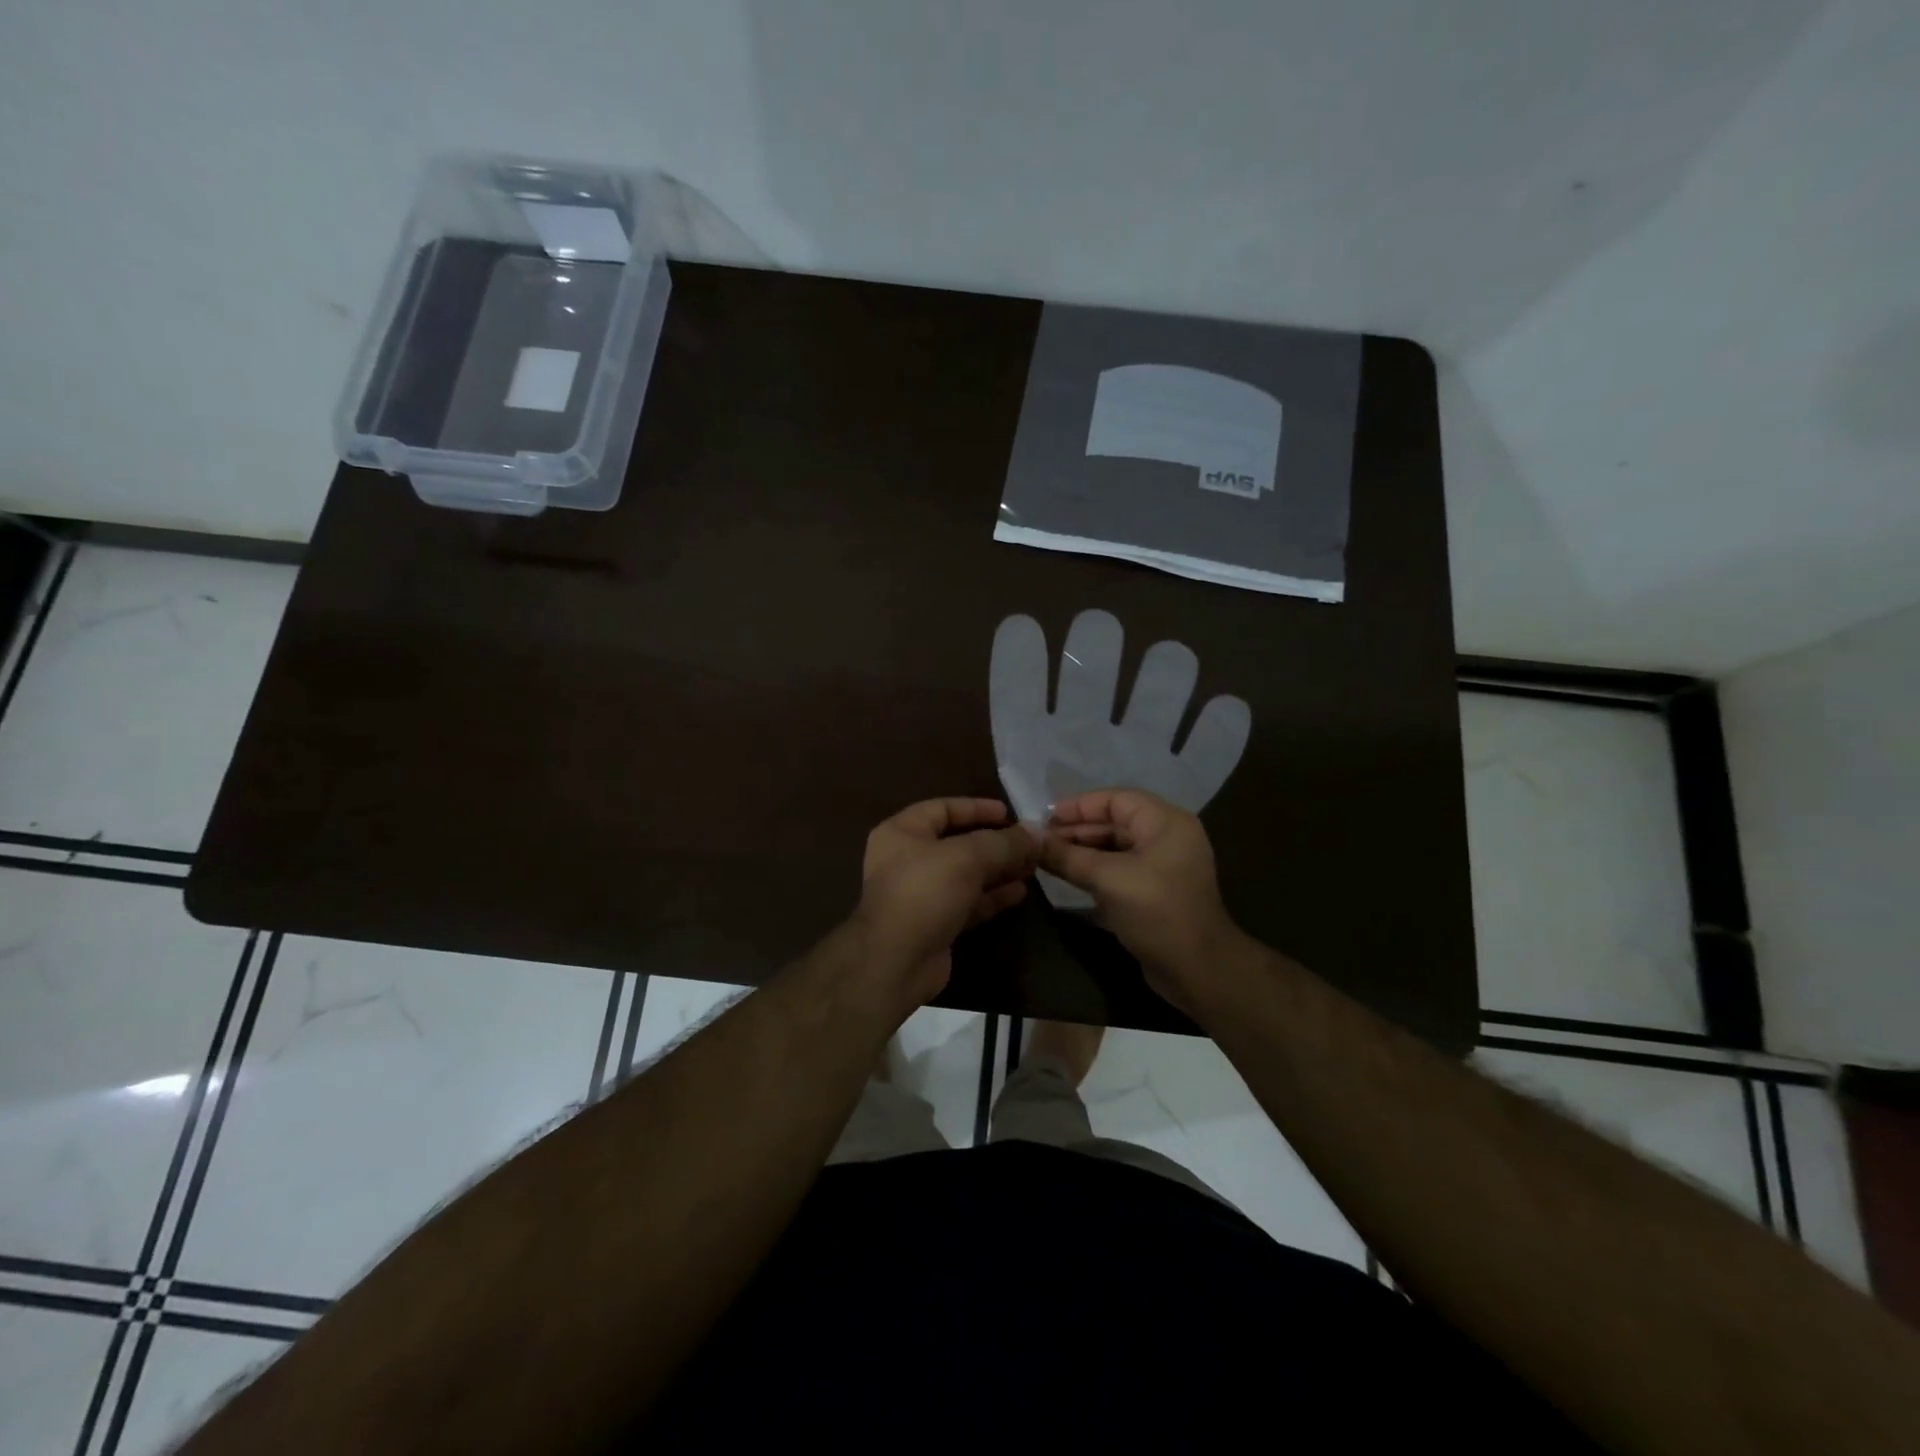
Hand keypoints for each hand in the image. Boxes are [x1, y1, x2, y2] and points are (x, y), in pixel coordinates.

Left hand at [854, 798, 1038, 1004]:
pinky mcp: (934, 923)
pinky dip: (991, 896)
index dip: (977, 808)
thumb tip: (1037, 832)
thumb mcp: (967, 857)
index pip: (943, 808)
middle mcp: (907, 859)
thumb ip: (1003, 843)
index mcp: (902, 832)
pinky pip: (967, 902)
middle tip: (1029, 844)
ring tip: (1032, 867)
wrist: (897, 961)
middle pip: (957, 843)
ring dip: (998, 870)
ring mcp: (920, 894)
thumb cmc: (925, 892)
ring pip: (965, 874)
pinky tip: (1019, 892)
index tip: (1010, 813)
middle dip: (995, 843)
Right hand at [1040, 788, 1238, 1014]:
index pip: (1115, 800)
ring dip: (1082, 851)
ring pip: (1114, 848)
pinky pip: (1119, 870)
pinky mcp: (1155, 891)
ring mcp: (1162, 866)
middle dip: (1076, 830)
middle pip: (1114, 822)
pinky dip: (1094, 870)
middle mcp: (1167, 837)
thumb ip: (1068, 857)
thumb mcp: (1108, 879)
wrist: (1197, 971)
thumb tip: (1031, 840)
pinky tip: (1067, 876)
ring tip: (1046, 858)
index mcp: (1166, 822)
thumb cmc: (1157, 912)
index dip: (1078, 806)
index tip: (1043, 819)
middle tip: (1039, 842)